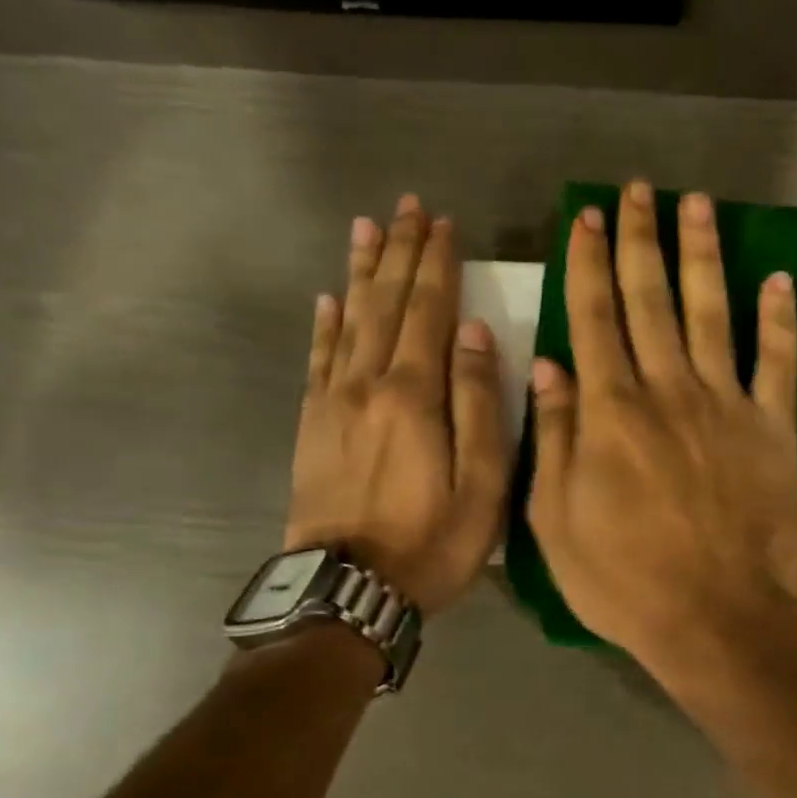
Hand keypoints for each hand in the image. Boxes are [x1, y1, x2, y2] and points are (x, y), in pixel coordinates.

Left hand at [286, 195, 508, 613]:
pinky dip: (325, 324)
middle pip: (386, 303)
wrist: (349, 589)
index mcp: (415, 394)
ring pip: (349, 320)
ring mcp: (334, 402)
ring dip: (361, 272)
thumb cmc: (431, 542)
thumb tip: (475, 333)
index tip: (445, 224)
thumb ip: (480, 404)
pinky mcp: (313, 425)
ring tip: (366, 229)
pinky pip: (318, 359)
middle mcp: (369, 383)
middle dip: (399, 252)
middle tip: (407, 207)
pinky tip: (329, 298)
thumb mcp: (482, 484)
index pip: (428, 311)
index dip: (437, 265)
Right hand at [526, 182, 796, 667]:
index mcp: (610, 411)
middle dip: (640, 240)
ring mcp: (726, 404)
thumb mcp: (555, 520)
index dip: (589, 264)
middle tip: (636, 192)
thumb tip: (549, 366)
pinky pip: (777, 361)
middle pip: (651, 299)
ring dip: (702, 255)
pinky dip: (779, 318)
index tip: (587, 219)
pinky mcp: (774, 428)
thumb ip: (554, 438)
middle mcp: (666, 390)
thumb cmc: (624, 579)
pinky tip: (776, 279)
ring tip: (696, 205)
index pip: (594, 318)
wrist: (716, 616)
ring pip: (711, 312)